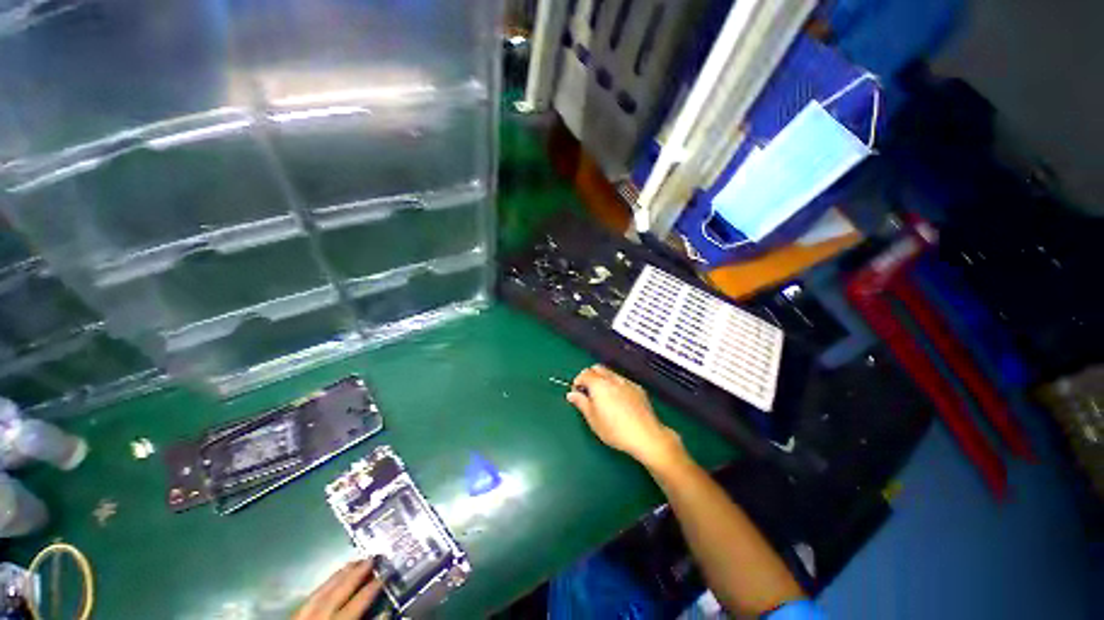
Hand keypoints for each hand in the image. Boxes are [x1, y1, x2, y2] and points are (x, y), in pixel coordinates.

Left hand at [295, 560, 382, 619]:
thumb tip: (384, 613)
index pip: (355, 606)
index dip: (370, 589)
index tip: (384, 574)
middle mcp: (318, 619)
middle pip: (337, 594)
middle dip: (355, 575)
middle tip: (371, 558)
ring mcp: (302, 618)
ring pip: (321, 593)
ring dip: (339, 577)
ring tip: (353, 562)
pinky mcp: (293, 618)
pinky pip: (309, 599)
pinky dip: (323, 586)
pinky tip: (330, 580)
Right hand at [567, 365, 685, 468]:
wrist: (645, 435)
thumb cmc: (616, 430)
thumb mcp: (592, 419)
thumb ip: (581, 403)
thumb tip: (572, 395)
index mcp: (599, 385)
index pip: (584, 373)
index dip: (578, 381)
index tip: (577, 392)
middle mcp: (613, 379)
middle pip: (597, 368)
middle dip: (590, 376)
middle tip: (588, 392)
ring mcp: (627, 382)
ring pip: (610, 373)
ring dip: (603, 380)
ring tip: (603, 398)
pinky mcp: (638, 388)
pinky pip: (622, 381)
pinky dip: (616, 385)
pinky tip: (618, 401)